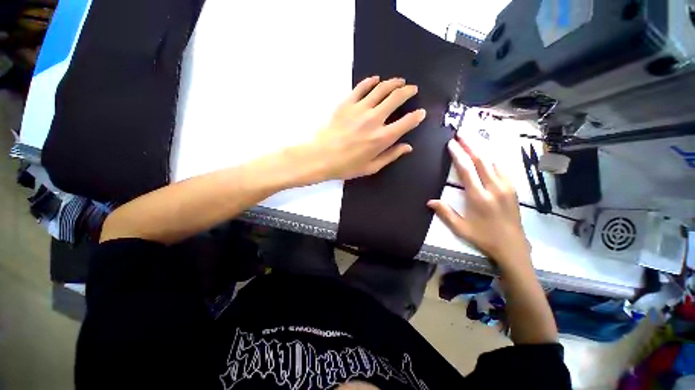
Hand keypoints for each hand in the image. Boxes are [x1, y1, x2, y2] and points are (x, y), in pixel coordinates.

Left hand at [289, 76, 425, 183]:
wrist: (320, 157)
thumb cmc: (346, 166)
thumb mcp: (371, 167)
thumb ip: (391, 156)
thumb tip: (407, 147)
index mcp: (382, 138)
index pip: (407, 122)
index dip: (417, 116)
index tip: (420, 113)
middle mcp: (374, 119)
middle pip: (396, 98)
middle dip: (408, 91)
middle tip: (412, 89)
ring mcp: (360, 109)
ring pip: (381, 88)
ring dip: (393, 83)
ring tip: (399, 81)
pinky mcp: (347, 103)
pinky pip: (361, 87)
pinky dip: (371, 81)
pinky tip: (376, 80)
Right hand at [427, 137, 530, 271]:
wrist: (512, 246)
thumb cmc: (483, 237)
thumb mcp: (460, 228)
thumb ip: (445, 213)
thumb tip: (429, 201)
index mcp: (478, 197)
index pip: (466, 170)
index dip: (458, 155)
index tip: (451, 144)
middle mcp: (494, 188)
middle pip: (481, 160)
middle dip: (470, 145)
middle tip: (461, 132)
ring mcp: (506, 186)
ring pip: (494, 161)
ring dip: (482, 148)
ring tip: (472, 137)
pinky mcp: (513, 188)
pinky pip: (503, 167)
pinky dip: (494, 156)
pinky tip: (489, 152)